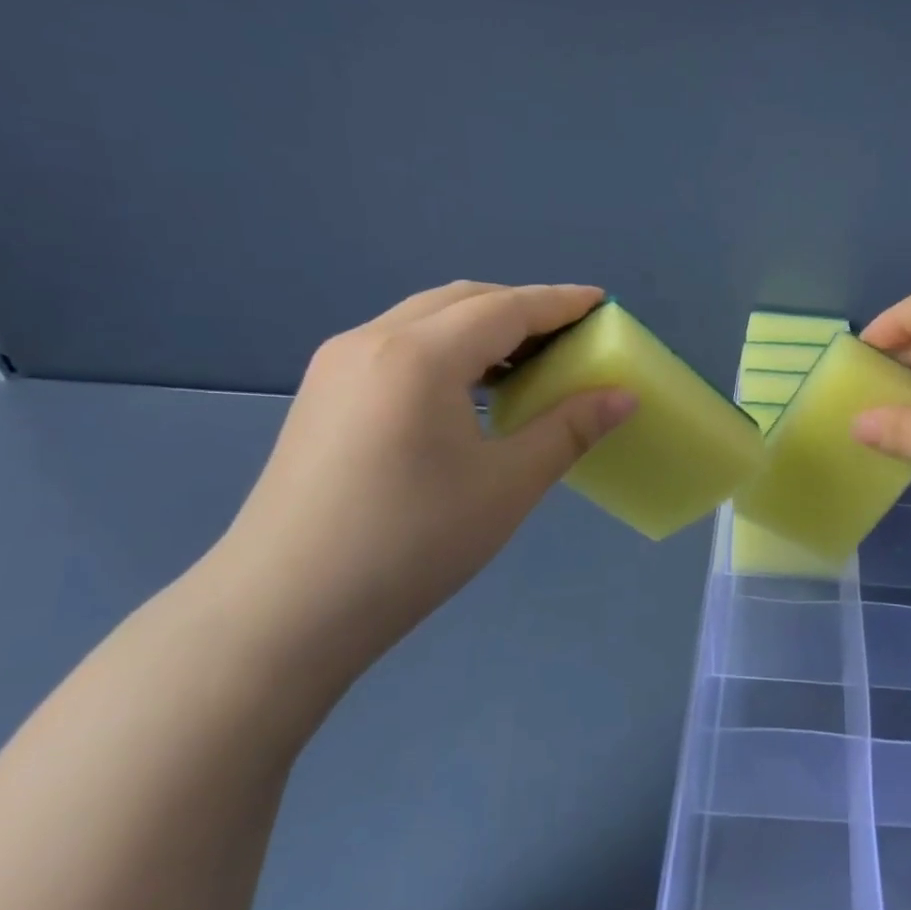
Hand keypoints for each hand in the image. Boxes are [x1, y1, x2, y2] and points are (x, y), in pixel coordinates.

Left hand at [212, 282, 634, 663]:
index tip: (604, 302)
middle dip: (523, 308)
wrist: (286, 609)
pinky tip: (471, 390)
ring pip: (426, 319)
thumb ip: (569, 429)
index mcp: (418, 355)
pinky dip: (449, 349)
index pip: (506, 308)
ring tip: (528, 362)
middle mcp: (372, 340)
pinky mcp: (323, 393)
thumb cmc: (412, 543)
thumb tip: (624, 396)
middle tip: (571, 336)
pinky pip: (400, 345)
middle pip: (463, 300)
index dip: (561, 303)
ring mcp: (338, 365)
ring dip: (483, 326)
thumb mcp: (507, 485)